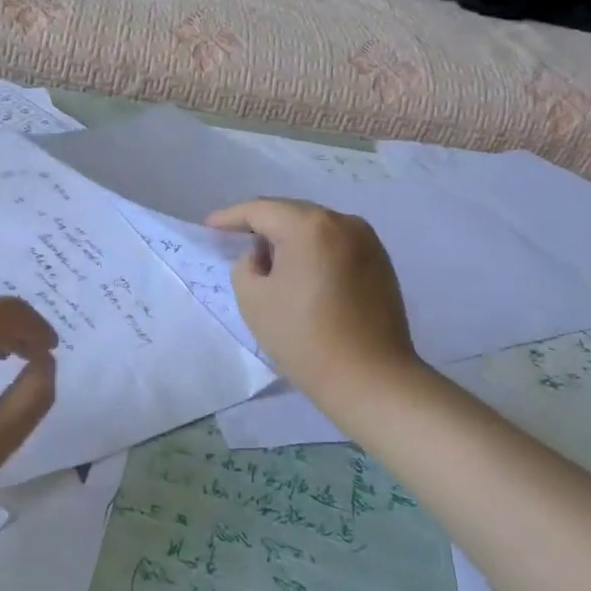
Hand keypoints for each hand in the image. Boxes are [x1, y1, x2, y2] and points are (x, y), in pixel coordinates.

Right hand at [207, 199, 416, 399]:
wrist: (372, 379)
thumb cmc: (305, 338)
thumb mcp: (254, 299)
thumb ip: (246, 265)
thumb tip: (263, 257)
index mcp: (309, 226)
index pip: (260, 210)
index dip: (230, 217)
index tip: (209, 226)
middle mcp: (342, 221)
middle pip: (290, 213)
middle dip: (261, 224)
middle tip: (235, 239)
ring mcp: (367, 240)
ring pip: (315, 226)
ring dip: (289, 237)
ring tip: (268, 258)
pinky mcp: (380, 261)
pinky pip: (335, 243)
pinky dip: (314, 249)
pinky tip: (302, 272)